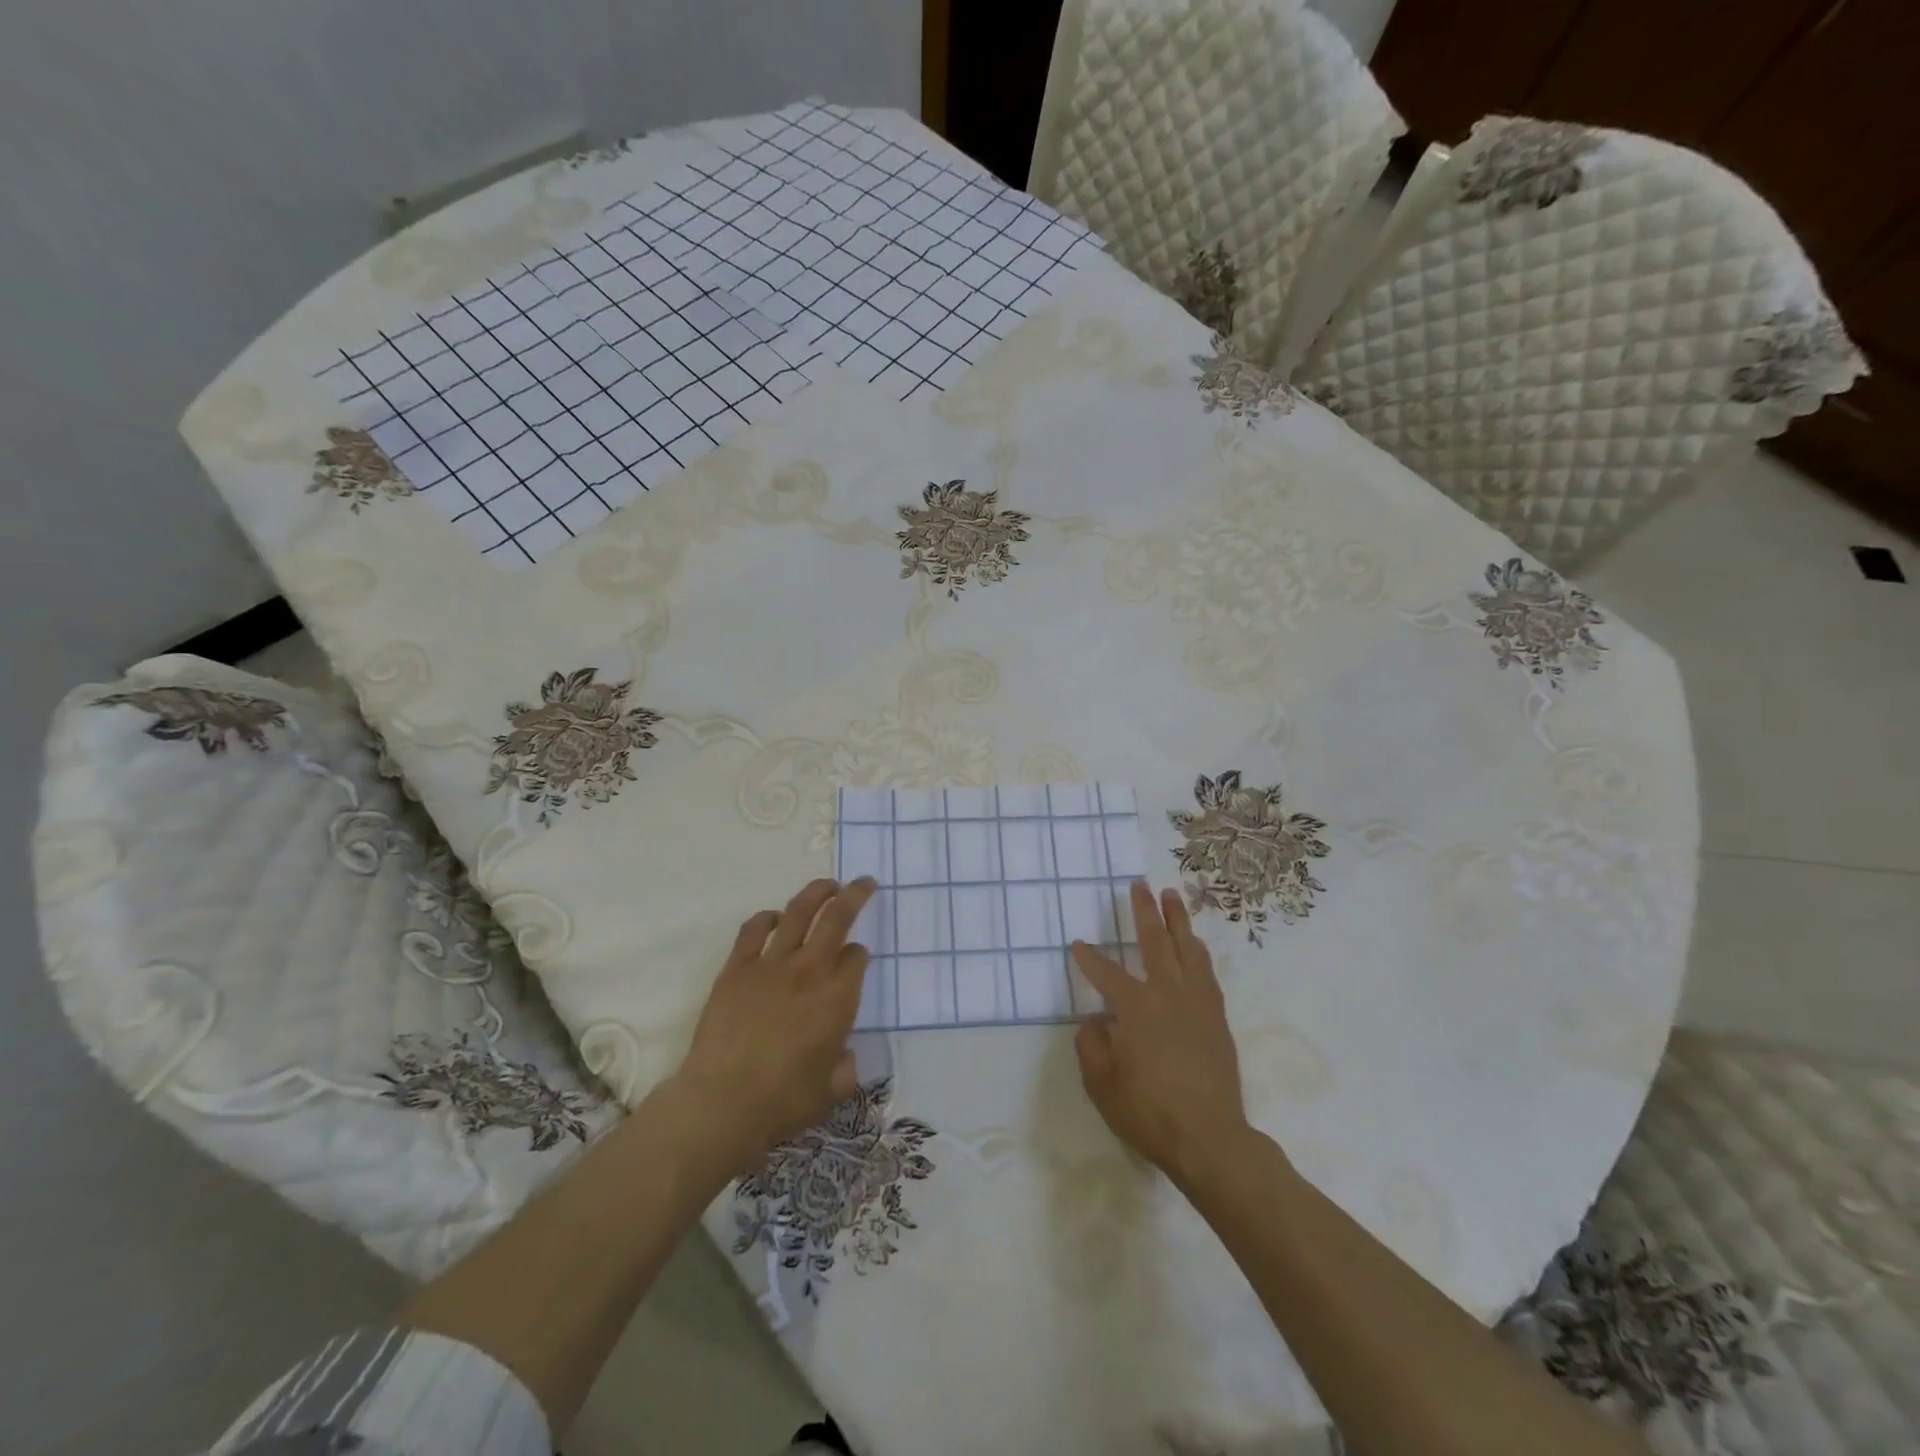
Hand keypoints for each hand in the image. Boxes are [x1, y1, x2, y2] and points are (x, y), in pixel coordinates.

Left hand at [670, 877, 876, 1169]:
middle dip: (855, 896)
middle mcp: (809, 971)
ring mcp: (770, 965)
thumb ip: (846, 1067)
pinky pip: (753, 930)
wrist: (722, 1103)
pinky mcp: (736, 968)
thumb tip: (844, 1054)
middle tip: (863, 883)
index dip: (860, 954)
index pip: (857, 958)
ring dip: (817, 893)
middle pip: (837, 918)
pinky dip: (767, 917)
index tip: (857, 958)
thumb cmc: (783, 1102)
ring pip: (798, 912)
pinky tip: (774, 917)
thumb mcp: (832, 1091)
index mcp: (838, 998)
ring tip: (828, 885)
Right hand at [1071, 882, 1250, 1184]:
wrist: (1210, 1139)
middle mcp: (1168, 995)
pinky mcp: (1217, 1018)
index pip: (1106, 973)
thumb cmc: (1149, 1113)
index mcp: (1136, 1008)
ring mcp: (1197, 1004)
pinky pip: (1207, 972)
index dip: (1089, 958)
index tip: (1078, 944)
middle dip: (1145, 912)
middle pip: (1155, 943)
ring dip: (1178, 921)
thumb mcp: (1101, 1085)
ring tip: (1173, 896)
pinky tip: (1195, 945)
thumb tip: (1095, 1020)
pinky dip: (1198, 952)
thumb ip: (1091, 1045)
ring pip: (1188, 950)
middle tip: (1140, 885)